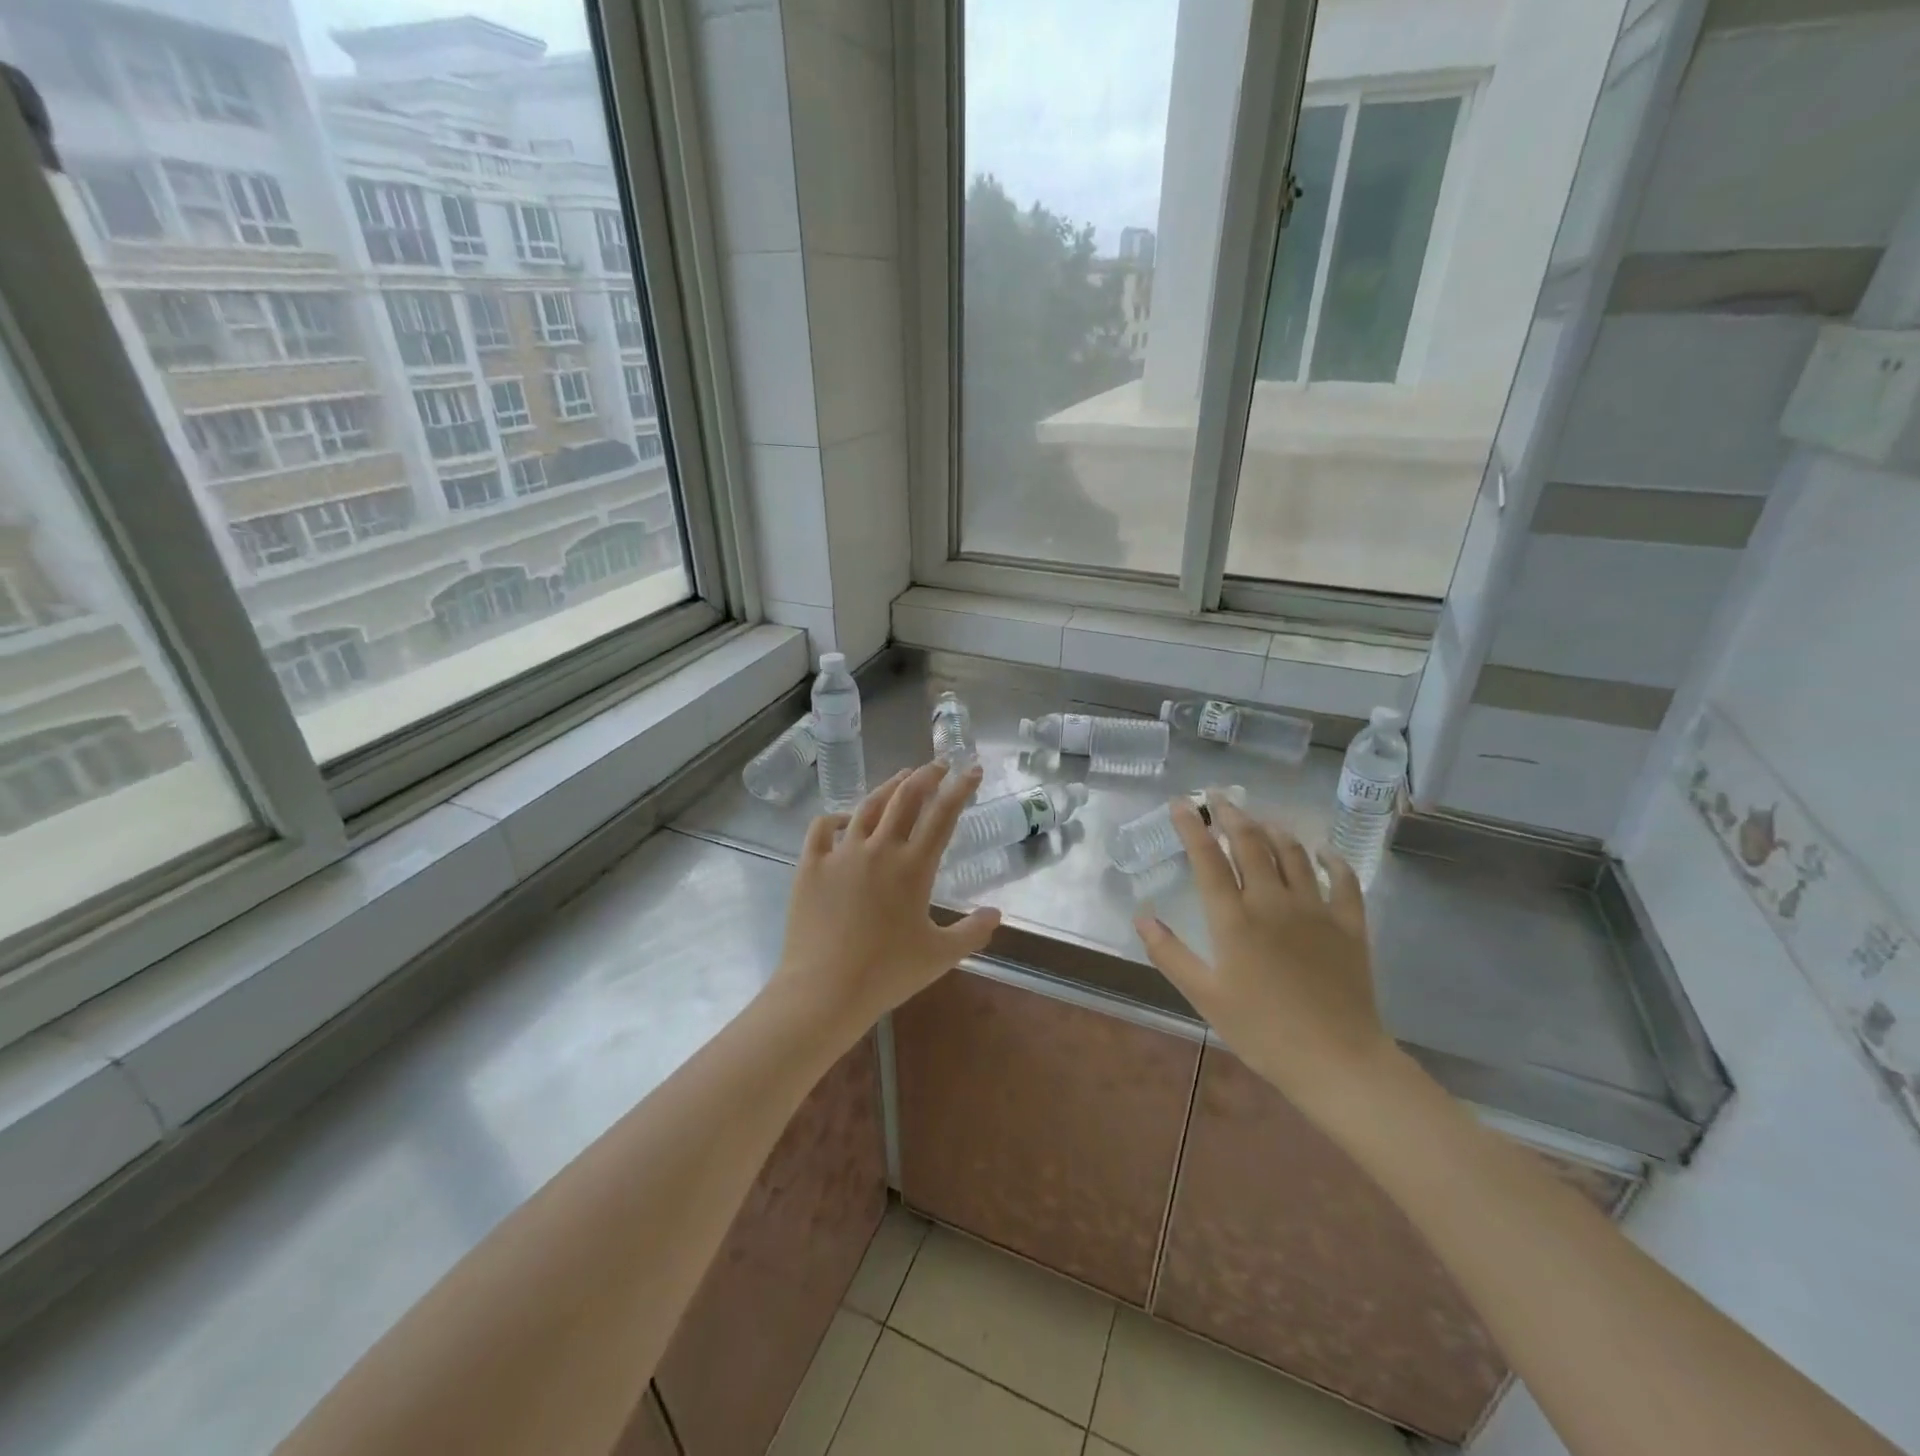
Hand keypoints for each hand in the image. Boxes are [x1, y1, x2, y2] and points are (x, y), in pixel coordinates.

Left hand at [773, 762, 1001, 1037]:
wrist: (824, 990)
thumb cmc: (886, 974)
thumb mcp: (940, 956)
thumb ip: (973, 932)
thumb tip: (997, 913)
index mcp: (913, 867)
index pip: (943, 815)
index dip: (961, 788)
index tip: (972, 769)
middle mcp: (879, 849)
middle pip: (906, 798)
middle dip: (926, 776)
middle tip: (938, 765)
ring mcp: (841, 853)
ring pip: (868, 805)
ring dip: (889, 786)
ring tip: (902, 777)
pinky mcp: (811, 864)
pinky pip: (823, 827)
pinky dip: (837, 816)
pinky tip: (846, 819)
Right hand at [1133, 798, 1398, 1120]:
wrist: (1337, 1060)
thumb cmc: (1261, 1031)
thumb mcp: (1204, 996)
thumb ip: (1169, 953)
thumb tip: (1141, 916)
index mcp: (1234, 918)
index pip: (1208, 857)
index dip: (1192, 826)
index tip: (1181, 803)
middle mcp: (1272, 901)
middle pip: (1251, 843)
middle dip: (1231, 814)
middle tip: (1218, 797)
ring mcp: (1315, 909)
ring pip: (1293, 852)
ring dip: (1273, 829)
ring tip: (1259, 819)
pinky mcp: (1349, 924)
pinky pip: (1343, 880)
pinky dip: (1331, 859)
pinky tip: (1322, 851)